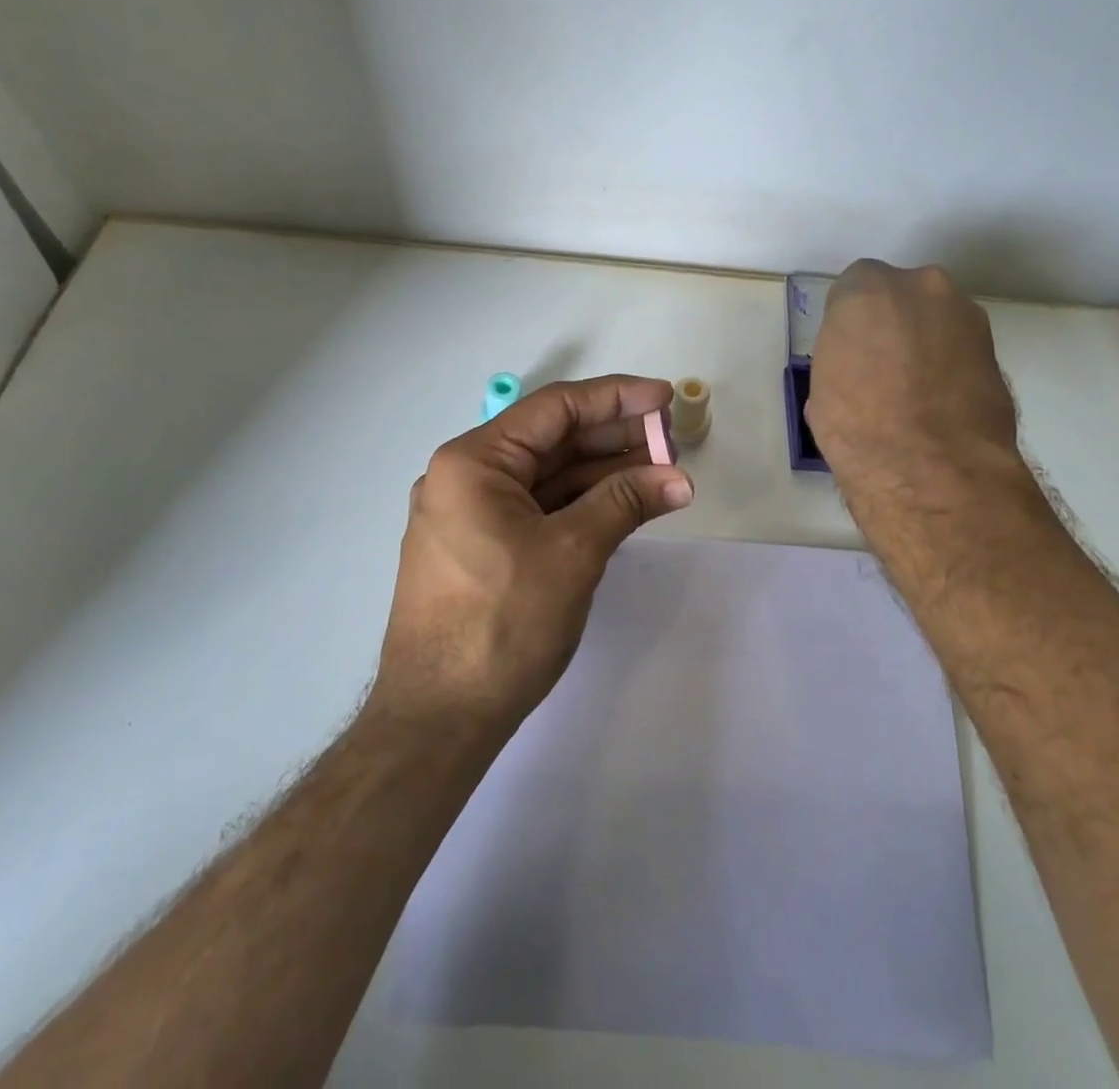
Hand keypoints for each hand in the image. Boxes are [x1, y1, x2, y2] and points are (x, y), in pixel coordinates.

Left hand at [373, 375, 694, 730]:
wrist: (439, 720)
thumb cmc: (502, 624)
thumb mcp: (572, 553)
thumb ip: (625, 503)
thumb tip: (678, 479)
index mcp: (473, 462)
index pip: (555, 410)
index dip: (616, 398)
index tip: (665, 398)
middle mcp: (465, 478)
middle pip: (552, 441)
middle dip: (614, 439)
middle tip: (671, 442)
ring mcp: (470, 515)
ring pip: (547, 477)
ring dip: (603, 474)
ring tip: (661, 473)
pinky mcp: (481, 548)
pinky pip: (538, 509)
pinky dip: (581, 505)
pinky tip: (624, 504)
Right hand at [805, 261, 1025, 511]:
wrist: (929, 465)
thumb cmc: (855, 423)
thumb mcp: (824, 386)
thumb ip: (844, 356)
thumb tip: (858, 367)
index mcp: (865, 289)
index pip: (855, 289)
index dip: (852, 322)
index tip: (850, 350)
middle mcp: (920, 286)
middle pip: (903, 296)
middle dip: (894, 323)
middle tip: (882, 367)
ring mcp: (966, 315)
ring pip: (938, 320)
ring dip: (928, 343)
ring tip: (915, 392)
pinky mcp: (997, 350)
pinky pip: (963, 350)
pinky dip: (953, 368)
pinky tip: (941, 405)